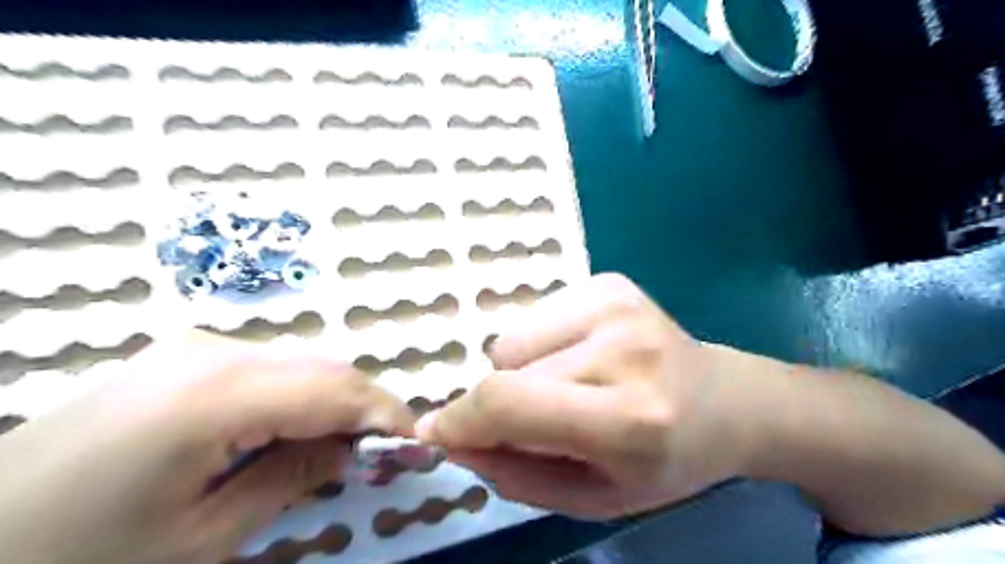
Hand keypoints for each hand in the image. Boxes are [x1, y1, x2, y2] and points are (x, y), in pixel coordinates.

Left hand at [0, 333, 411, 563]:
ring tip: (343, 444)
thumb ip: (291, 479)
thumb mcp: (201, 539)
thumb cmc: (80, 555)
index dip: (385, 414)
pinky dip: (300, 393)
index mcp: (216, 394)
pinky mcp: (185, 353)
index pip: (336, 389)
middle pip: (324, 367)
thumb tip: (350, 450)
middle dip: (366, 405)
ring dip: (334, 399)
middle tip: (385, 449)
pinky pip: (270, 365)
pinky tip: (293, 428)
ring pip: (301, 362)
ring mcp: (196, 345)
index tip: (416, 444)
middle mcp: (214, 351)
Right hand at [412, 272, 749, 518]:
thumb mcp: (593, 497)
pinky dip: (541, 344)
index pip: (511, 403)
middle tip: (549, 419)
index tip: (436, 432)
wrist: (724, 402)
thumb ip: (516, 474)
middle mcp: (623, 348)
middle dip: (505, 404)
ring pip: (512, 340)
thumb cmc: (664, 461)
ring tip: (572, 384)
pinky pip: (534, 316)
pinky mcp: (609, 283)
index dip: (461, 419)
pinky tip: (584, 356)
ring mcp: (616, 304)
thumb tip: (453, 437)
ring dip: (524, 371)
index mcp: (629, 418)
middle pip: (506, 370)